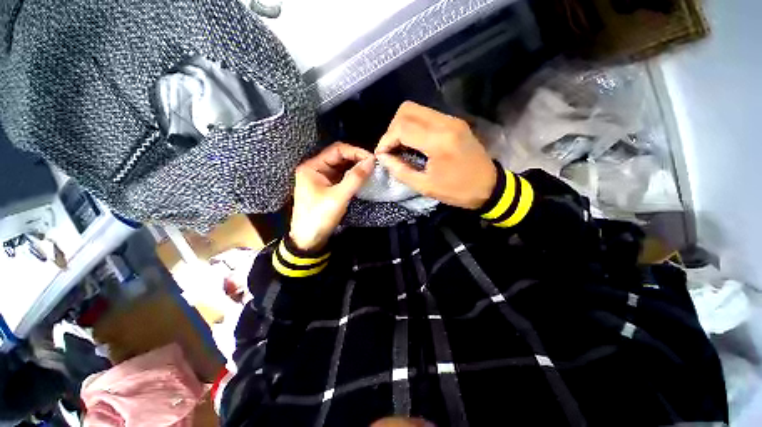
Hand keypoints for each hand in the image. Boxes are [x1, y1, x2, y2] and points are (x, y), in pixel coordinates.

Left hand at [289, 142, 375, 250]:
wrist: (308, 240)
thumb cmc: (319, 217)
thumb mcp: (339, 197)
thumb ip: (355, 178)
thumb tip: (372, 161)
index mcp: (312, 167)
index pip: (337, 150)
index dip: (355, 152)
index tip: (372, 159)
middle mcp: (315, 169)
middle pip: (339, 157)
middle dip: (356, 159)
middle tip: (373, 164)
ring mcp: (321, 179)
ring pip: (341, 167)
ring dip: (355, 167)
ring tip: (371, 170)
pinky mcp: (326, 188)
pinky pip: (341, 177)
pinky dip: (352, 176)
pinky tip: (362, 178)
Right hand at [375, 101, 496, 209]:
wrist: (489, 186)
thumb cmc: (457, 190)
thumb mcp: (425, 186)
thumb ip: (400, 170)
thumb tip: (383, 157)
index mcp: (438, 141)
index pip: (402, 127)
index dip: (386, 140)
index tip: (382, 154)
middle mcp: (445, 123)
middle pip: (406, 110)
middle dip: (392, 129)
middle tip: (391, 148)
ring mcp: (451, 120)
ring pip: (416, 109)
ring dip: (402, 125)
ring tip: (400, 145)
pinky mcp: (455, 122)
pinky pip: (427, 115)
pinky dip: (414, 125)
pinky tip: (414, 142)